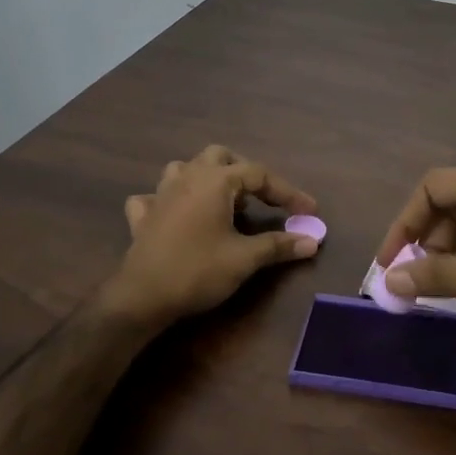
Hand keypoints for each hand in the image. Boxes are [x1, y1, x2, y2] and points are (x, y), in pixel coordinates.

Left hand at [100, 146, 320, 329]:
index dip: (287, 192)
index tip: (309, 211)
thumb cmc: (198, 271)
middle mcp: (187, 177)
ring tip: (223, 201)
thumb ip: (279, 245)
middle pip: (220, 157)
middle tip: (262, 197)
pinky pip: (156, 197)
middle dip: (245, 172)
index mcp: (215, 181)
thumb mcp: (245, 259)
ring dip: (206, 178)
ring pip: (185, 168)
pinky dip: (170, 200)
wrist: (142, 297)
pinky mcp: (144, 216)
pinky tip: (177, 215)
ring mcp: (160, 194)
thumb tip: (313, 240)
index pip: (259, 174)